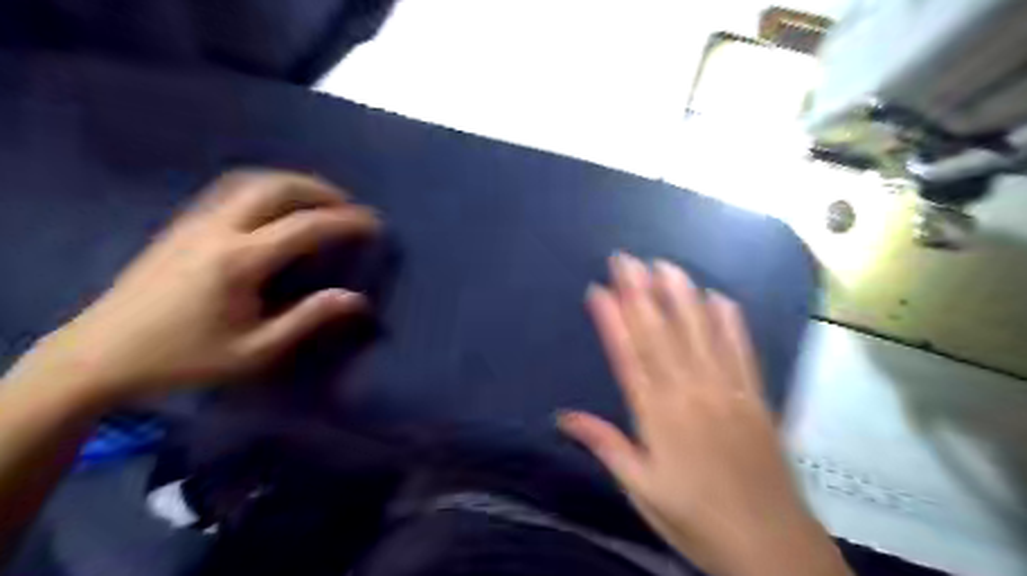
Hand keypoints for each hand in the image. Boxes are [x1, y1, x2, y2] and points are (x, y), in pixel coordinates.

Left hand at [9, 168, 380, 406]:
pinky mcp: (182, 223)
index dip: (346, 221)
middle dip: (320, 190)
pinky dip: (265, 186)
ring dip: (292, 182)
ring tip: (319, 198)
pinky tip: (275, 204)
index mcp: (240, 261)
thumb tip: (356, 299)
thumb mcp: (255, 351)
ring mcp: (195, 221)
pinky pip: (231, 188)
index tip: (374, 223)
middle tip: (348, 205)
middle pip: (276, 187)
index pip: (305, 227)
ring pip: (251, 180)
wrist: (101, 353)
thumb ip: (308, 319)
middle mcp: (218, 229)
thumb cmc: (185, 358)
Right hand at [558, 253, 847, 574]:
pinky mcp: (755, 398)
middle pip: (660, 334)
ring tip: (665, 265)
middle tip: (627, 259)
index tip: (598, 289)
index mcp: (657, 416)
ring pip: (699, 334)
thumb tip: (562, 417)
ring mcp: (726, 391)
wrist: (770, 546)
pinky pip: (741, 351)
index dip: (612, 320)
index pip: (628, 357)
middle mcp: (689, 393)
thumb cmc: (695, 518)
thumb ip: (605, 446)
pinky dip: (730, 322)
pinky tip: (719, 297)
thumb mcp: (640, 489)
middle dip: (640, 293)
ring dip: (680, 296)